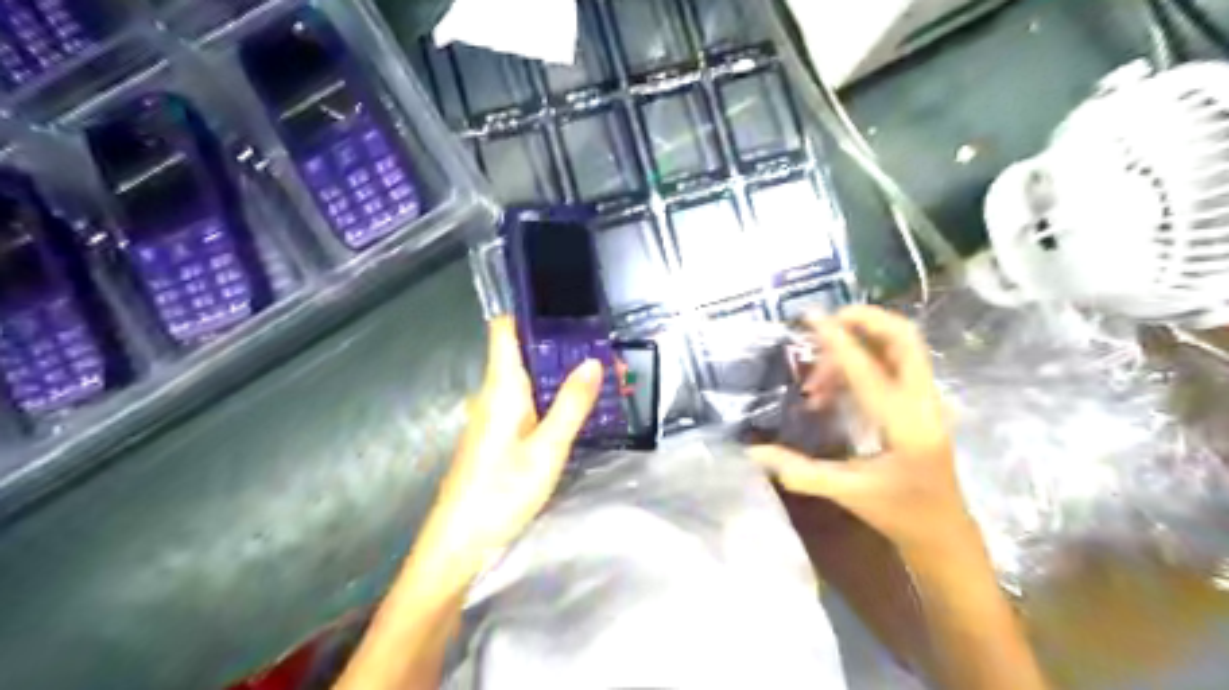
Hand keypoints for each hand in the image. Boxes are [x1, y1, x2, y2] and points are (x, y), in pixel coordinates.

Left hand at [420, 319, 603, 575]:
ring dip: (561, 375)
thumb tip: (592, 361)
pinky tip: (577, 410)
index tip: (567, 306)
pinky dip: (553, 398)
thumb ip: (571, 404)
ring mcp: (493, 416)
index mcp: (501, 387)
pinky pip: (527, 403)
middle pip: (524, 354)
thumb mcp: (547, 450)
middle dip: (562, 348)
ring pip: (528, 380)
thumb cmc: (500, 493)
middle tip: (604, 350)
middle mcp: (493, 394)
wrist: (458, 544)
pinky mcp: (497, 436)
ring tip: (602, 377)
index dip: (531, 312)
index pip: (505, 330)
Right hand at [754, 305, 976, 556]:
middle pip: (904, 338)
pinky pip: (894, 363)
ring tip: (817, 378)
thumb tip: (753, 451)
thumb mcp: (848, 493)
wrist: (944, 531)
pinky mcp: (922, 402)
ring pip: (899, 347)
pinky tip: (832, 387)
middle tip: (824, 324)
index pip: (868, 370)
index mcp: (905, 425)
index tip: (810, 318)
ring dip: (858, 345)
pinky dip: (863, 359)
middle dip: (864, 320)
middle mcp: (924, 402)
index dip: (836, 341)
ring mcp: (928, 399)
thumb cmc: (899, 513)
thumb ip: (800, 471)